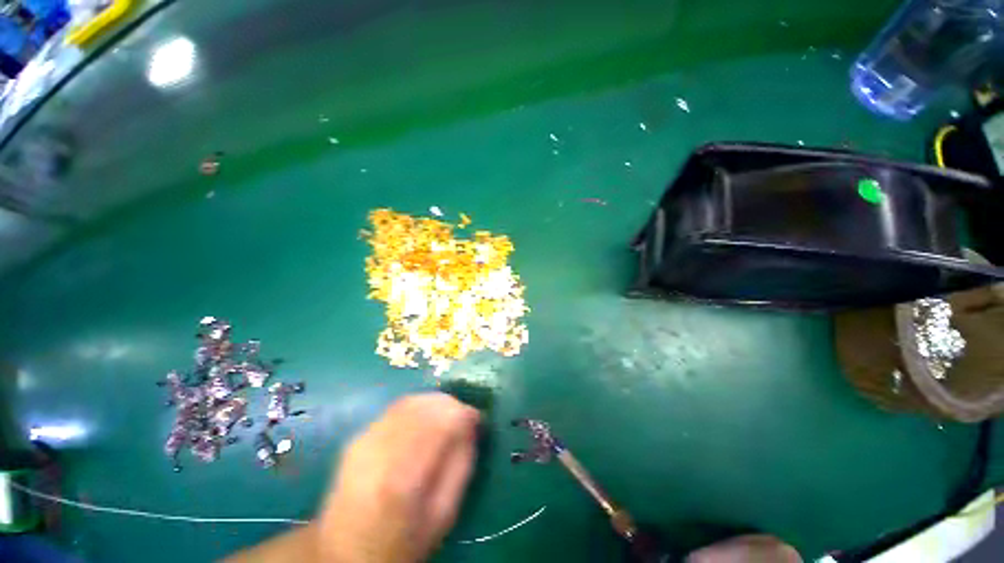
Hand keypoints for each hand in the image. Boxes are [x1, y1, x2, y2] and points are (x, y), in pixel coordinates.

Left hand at [316, 393, 480, 561]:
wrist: (344, 554)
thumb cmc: (401, 543)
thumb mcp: (443, 514)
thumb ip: (461, 465)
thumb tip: (472, 426)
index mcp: (404, 477)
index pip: (442, 422)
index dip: (465, 414)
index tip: (478, 419)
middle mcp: (380, 450)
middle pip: (425, 405)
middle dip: (451, 405)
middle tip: (464, 418)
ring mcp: (365, 440)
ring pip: (410, 401)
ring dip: (435, 403)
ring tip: (447, 417)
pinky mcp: (358, 437)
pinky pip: (396, 408)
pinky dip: (417, 407)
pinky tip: (424, 420)